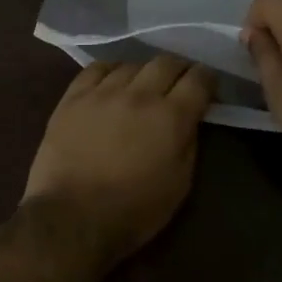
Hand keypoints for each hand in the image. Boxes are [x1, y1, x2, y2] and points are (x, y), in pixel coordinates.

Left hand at [22, 56, 215, 267]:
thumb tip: (189, 119)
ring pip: (132, 64)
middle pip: (166, 62)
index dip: (208, 78)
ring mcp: (103, 92)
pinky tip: (112, 82)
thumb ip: (189, 143)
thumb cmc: (134, 211)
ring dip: (144, 72)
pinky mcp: (73, 97)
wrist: (72, 219)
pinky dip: (111, 71)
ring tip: (143, 86)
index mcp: (171, 117)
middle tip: (179, 82)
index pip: (198, 79)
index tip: (208, 85)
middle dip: (179, 69)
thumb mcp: (180, 184)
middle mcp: (140, 94)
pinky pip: (96, 69)